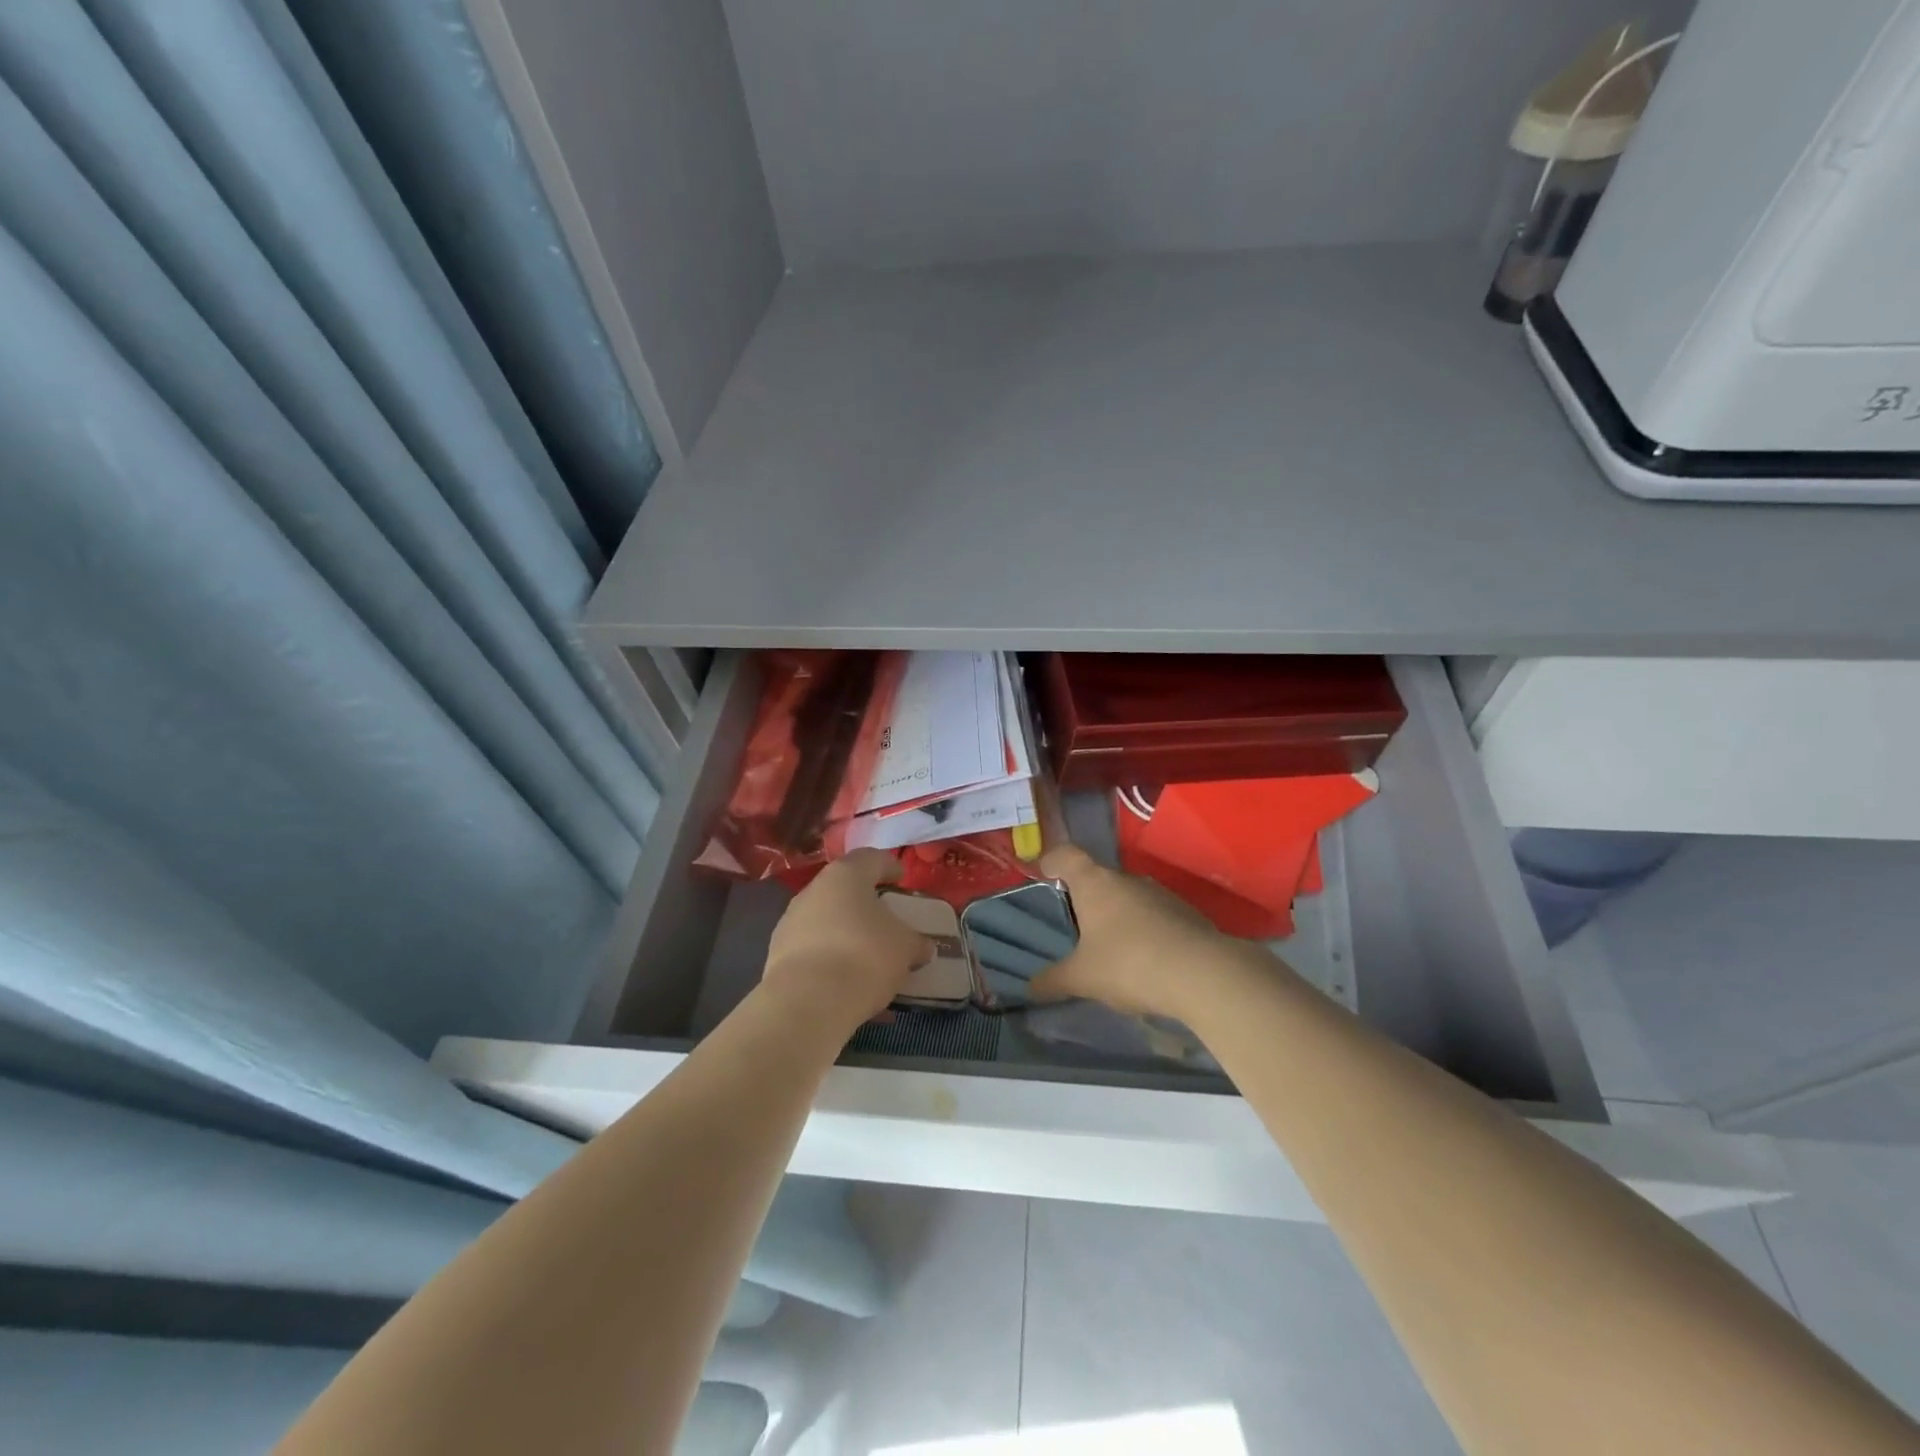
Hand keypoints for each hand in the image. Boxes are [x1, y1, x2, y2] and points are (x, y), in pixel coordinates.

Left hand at [763, 849, 932, 1028]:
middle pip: (844, 889)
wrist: (807, 1002)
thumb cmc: (864, 956)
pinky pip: (812, 949)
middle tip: (885, 919)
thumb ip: (916, 942)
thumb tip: (923, 946)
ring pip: (825, 919)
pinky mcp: (777, 954)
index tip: (901, 879)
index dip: (888, 866)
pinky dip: (829, 958)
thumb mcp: (905, 948)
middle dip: (864, 902)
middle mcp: (813, 890)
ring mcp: (790, 922)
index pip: (870, 858)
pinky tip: (846, 981)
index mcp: (846, 875)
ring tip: (866, 955)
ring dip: (844, 931)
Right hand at [1029, 845, 1278, 1019]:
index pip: (1066, 855)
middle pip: (1098, 878)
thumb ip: (1054, 980)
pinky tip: (1144, 960)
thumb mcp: (1083, 978)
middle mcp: (1127, 879)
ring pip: (1128, 898)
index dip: (1052, 860)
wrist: (1204, 975)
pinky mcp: (1186, 913)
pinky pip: (1154, 916)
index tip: (1043, 872)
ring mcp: (1160, 894)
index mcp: (1094, 883)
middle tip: (1074, 925)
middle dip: (1086, 898)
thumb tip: (1029, 986)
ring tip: (1109, 948)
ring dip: (1117, 916)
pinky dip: (1144, 931)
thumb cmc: (1129, 964)